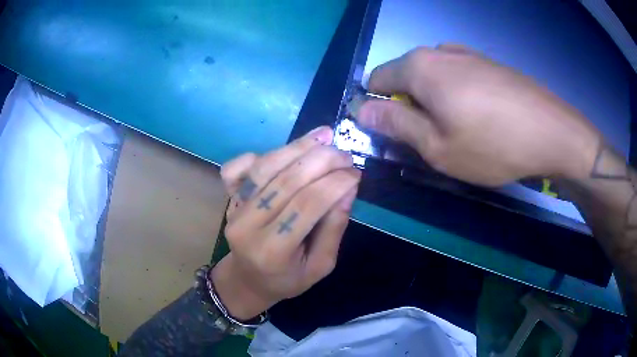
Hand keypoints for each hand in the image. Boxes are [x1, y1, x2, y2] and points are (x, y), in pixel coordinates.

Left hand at [211, 126, 360, 319]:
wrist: (248, 280)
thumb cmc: (288, 279)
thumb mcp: (321, 266)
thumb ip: (334, 229)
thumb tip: (348, 189)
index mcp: (273, 250)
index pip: (307, 205)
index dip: (335, 183)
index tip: (356, 173)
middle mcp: (247, 226)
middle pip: (286, 181)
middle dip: (321, 160)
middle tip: (344, 154)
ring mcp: (233, 209)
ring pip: (264, 168)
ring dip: (296, 147)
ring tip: (323, 136)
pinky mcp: (228, 199)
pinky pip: (237, 167)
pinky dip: (260, 154)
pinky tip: (285, 151)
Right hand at [358, 44, 600, 185]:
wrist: (553, 133)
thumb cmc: (493, 144)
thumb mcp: (437, 146)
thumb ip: (395, 123)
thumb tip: (362, 108)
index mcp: (420, 66)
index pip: (377, 79)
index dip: (378, 106)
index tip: (395, 133)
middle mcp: (439, 50)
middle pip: (406, 76)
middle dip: (409, 105)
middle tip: (431, 139)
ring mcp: (468, 54)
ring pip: (434, 77)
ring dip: (434, 102)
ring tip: (459, 130)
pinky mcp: (488, 63)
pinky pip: (458, 76)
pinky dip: (456, 96)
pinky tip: (479, 117)